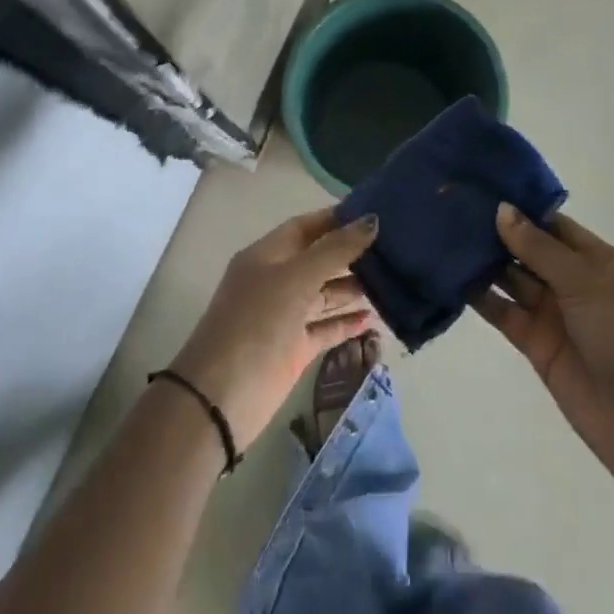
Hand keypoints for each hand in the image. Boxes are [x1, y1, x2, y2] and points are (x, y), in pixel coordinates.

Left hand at [169, 208, 379, 450]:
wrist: (220, 399)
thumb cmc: (256, 324)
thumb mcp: (296, 279)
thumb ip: (335, 250)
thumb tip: (372, 220)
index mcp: (267, 255)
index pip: (306, 226)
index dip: (337, 219)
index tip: (374, 214)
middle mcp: (276, 281)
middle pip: (317, 259)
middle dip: (350, 253)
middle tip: (393, 248)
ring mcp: (284, 317)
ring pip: (323, 294)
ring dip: (352, 288)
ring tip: (392, 281)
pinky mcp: (293, 350)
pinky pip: (325, 329)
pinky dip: (346, 323)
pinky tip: (373, 319)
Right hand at [473, 204, 613, 493]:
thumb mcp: (586, 280)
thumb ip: (539, 247)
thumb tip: (502, 210)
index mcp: (597, 260)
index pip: (552, 224)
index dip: (521, 207)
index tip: (481, 187)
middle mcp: (574, 282)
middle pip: (528, 249)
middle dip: (496, 232)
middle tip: (451, 207)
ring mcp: (554, 314)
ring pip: (512, 278)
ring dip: (483, 262)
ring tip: (443, 236)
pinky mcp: (535, 344)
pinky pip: (504, 312)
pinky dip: (480, 297)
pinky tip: (450, 278)